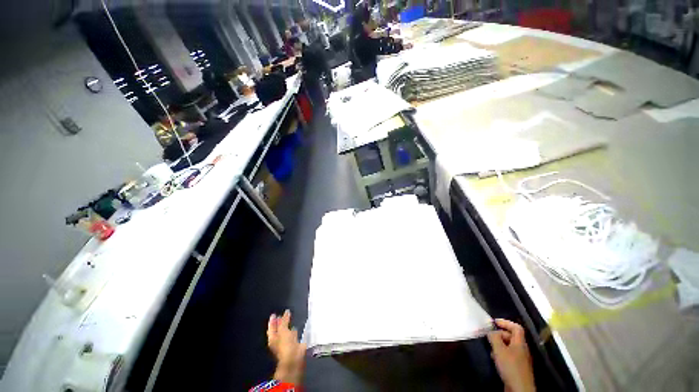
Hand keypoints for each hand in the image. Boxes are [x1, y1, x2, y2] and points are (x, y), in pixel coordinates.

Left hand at [267, 310, 306, 384]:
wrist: (294, 358)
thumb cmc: (285, 344)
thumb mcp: (283, 330)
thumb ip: (284, 321)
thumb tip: (286, 312)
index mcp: (272, 338)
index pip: (271, 327)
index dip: (273, 320)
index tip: (274, 314)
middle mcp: (277, 341)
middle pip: (278, 330)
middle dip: (280, 323)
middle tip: (282, 315)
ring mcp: (285, 343)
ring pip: (285, 333)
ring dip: (287, 327)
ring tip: (290, 320)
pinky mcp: (293, 345)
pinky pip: (292, 336)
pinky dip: (293, 332)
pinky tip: (296, 328)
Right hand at [487, 319, 535, 391]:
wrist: (519, 389)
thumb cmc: (510, 366)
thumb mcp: (499, 350)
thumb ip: (494, 337)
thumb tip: (491, 331)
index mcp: (520, 343)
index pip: (516, 327)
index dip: (506, 322)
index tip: (494, 322)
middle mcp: (522, 349)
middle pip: (512, 336)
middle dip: (499, 334)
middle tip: (489, 335)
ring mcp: (520, 359)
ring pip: (509, 346)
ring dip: (499, 344)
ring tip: (490, 347)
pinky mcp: (517, 367)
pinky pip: (508, 355)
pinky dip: (500, 353)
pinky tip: (494, 358)